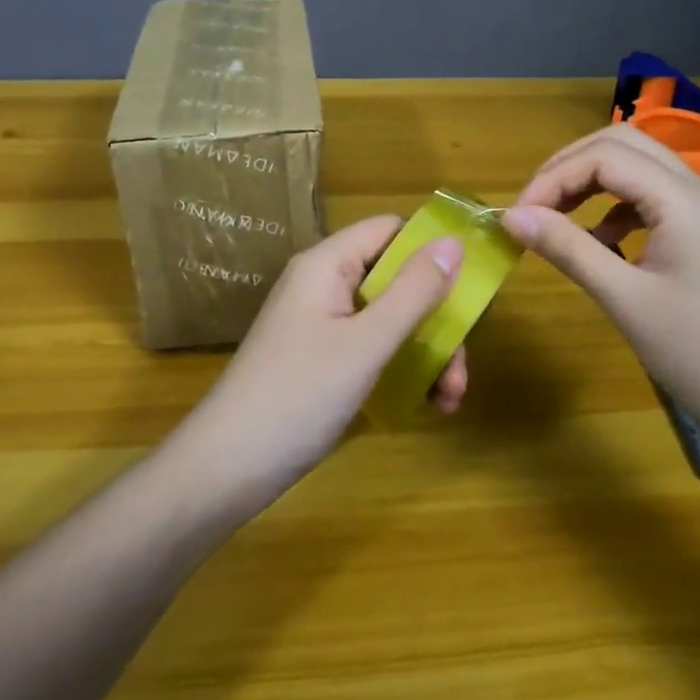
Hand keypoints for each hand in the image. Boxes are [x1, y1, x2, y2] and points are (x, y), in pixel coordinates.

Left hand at [176, 216, 468, 500]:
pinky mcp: (323, 361)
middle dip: (437, 320)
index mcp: (327, 265)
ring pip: (390, 320)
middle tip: (461, 368)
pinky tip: (427, 406)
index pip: (390, 230)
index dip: (432, 249)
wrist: (227, 468)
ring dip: (427, 353)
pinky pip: (374, 349)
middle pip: (397, 280)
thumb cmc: (298, 395)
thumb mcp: (366, 343)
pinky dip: (403, 370)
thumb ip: (413, 292)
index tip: (473, 286)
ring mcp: (323, 325)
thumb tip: (455, 242)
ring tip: (450, 400)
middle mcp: (325, 286)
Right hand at [500, 125, 699, 464]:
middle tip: (534, 203)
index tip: (517, 216)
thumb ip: (567, 248)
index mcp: (684, 201)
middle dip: (570, 165)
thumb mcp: (624, 299)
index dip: (553, 178)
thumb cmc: (698, 356)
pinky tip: (600, 242)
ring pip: (640, 167)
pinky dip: (616, 206)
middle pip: (624, 143)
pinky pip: (653, 198)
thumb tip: (512, 217)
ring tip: (557, 218)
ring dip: (593, 180)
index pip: (605, 157)